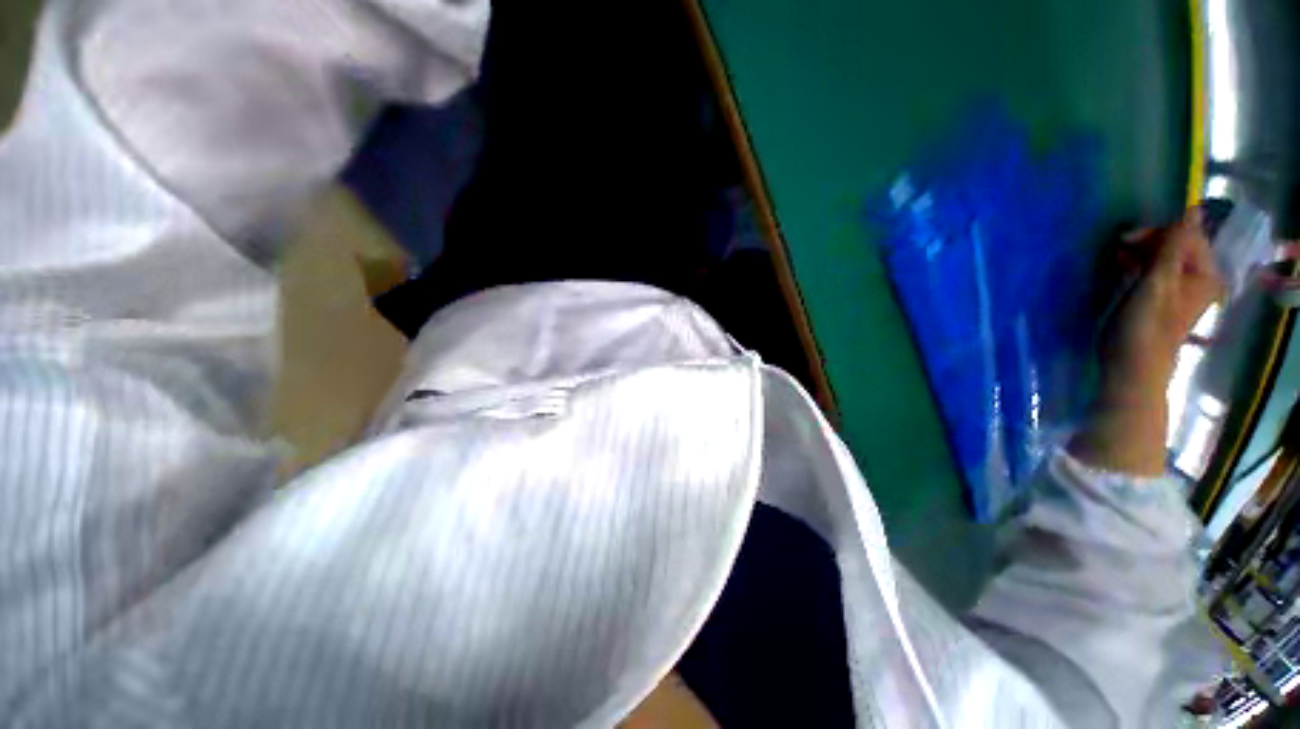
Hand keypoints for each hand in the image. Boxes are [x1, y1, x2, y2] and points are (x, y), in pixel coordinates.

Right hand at [1069, 211, 1224, 475]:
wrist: (1132, 367)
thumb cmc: (1144, 327)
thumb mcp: (1158, 282)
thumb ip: (1175, 246)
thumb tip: (1193, 209)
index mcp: (1205, 273)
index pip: (1187, 235)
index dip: (1158, 232)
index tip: (1124, 240)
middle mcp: (1198, 279)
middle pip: (1176, 245)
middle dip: (1147, 243)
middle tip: (1118, 248)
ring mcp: (1181, 291)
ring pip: (1163, 258)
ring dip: (1140, 254)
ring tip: (1117, 259)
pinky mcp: (1163, 300)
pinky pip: (1155, 272)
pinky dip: (1139, 267)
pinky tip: (1122, 269)